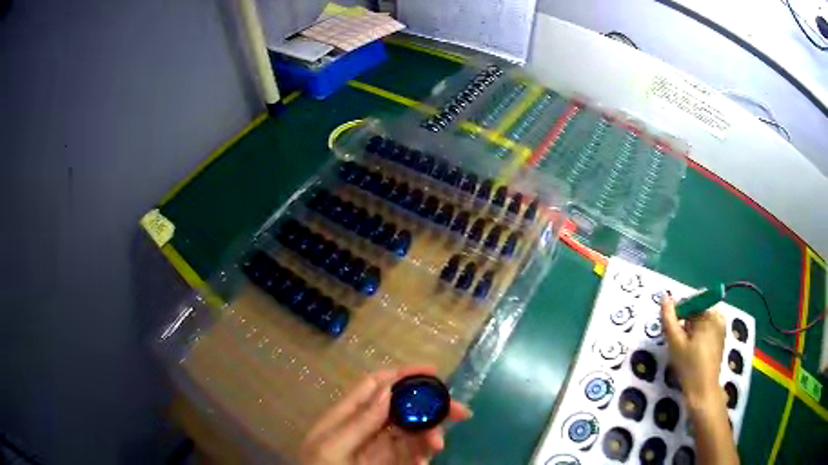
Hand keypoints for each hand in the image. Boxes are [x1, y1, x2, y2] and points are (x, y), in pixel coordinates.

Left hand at [300, 365, 471, 464]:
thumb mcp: (331, 448)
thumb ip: (358, 423)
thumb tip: (387, 392)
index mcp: (347, 416)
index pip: (375, 386)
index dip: (402, 375)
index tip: (432, 372)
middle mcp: (367, 427)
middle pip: (402, 407)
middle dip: (431, 405)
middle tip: (460, 412)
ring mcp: (381, 447)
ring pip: (413, 430)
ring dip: (431, 433)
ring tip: (436, 446)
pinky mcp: (393, 463)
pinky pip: (414, 453)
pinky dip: (424, 454)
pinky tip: (424, 462)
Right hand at [660, 294, 726, 411]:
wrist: (703, 390)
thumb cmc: (689, 366)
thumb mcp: (675, 342)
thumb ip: (668, 318)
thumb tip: (665, 295)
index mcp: (710, 314)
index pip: (691, 300)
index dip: (678, 312)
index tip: (671, 329)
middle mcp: (718, 316)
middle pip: (697, 308)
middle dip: (684, 320)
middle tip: (675, 340)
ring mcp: (721, 326)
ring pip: (701, 318)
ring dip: (690, 328)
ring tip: (682, 346)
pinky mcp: (720, 337)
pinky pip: (707, 326)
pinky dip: (697, 333)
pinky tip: (691, 349)